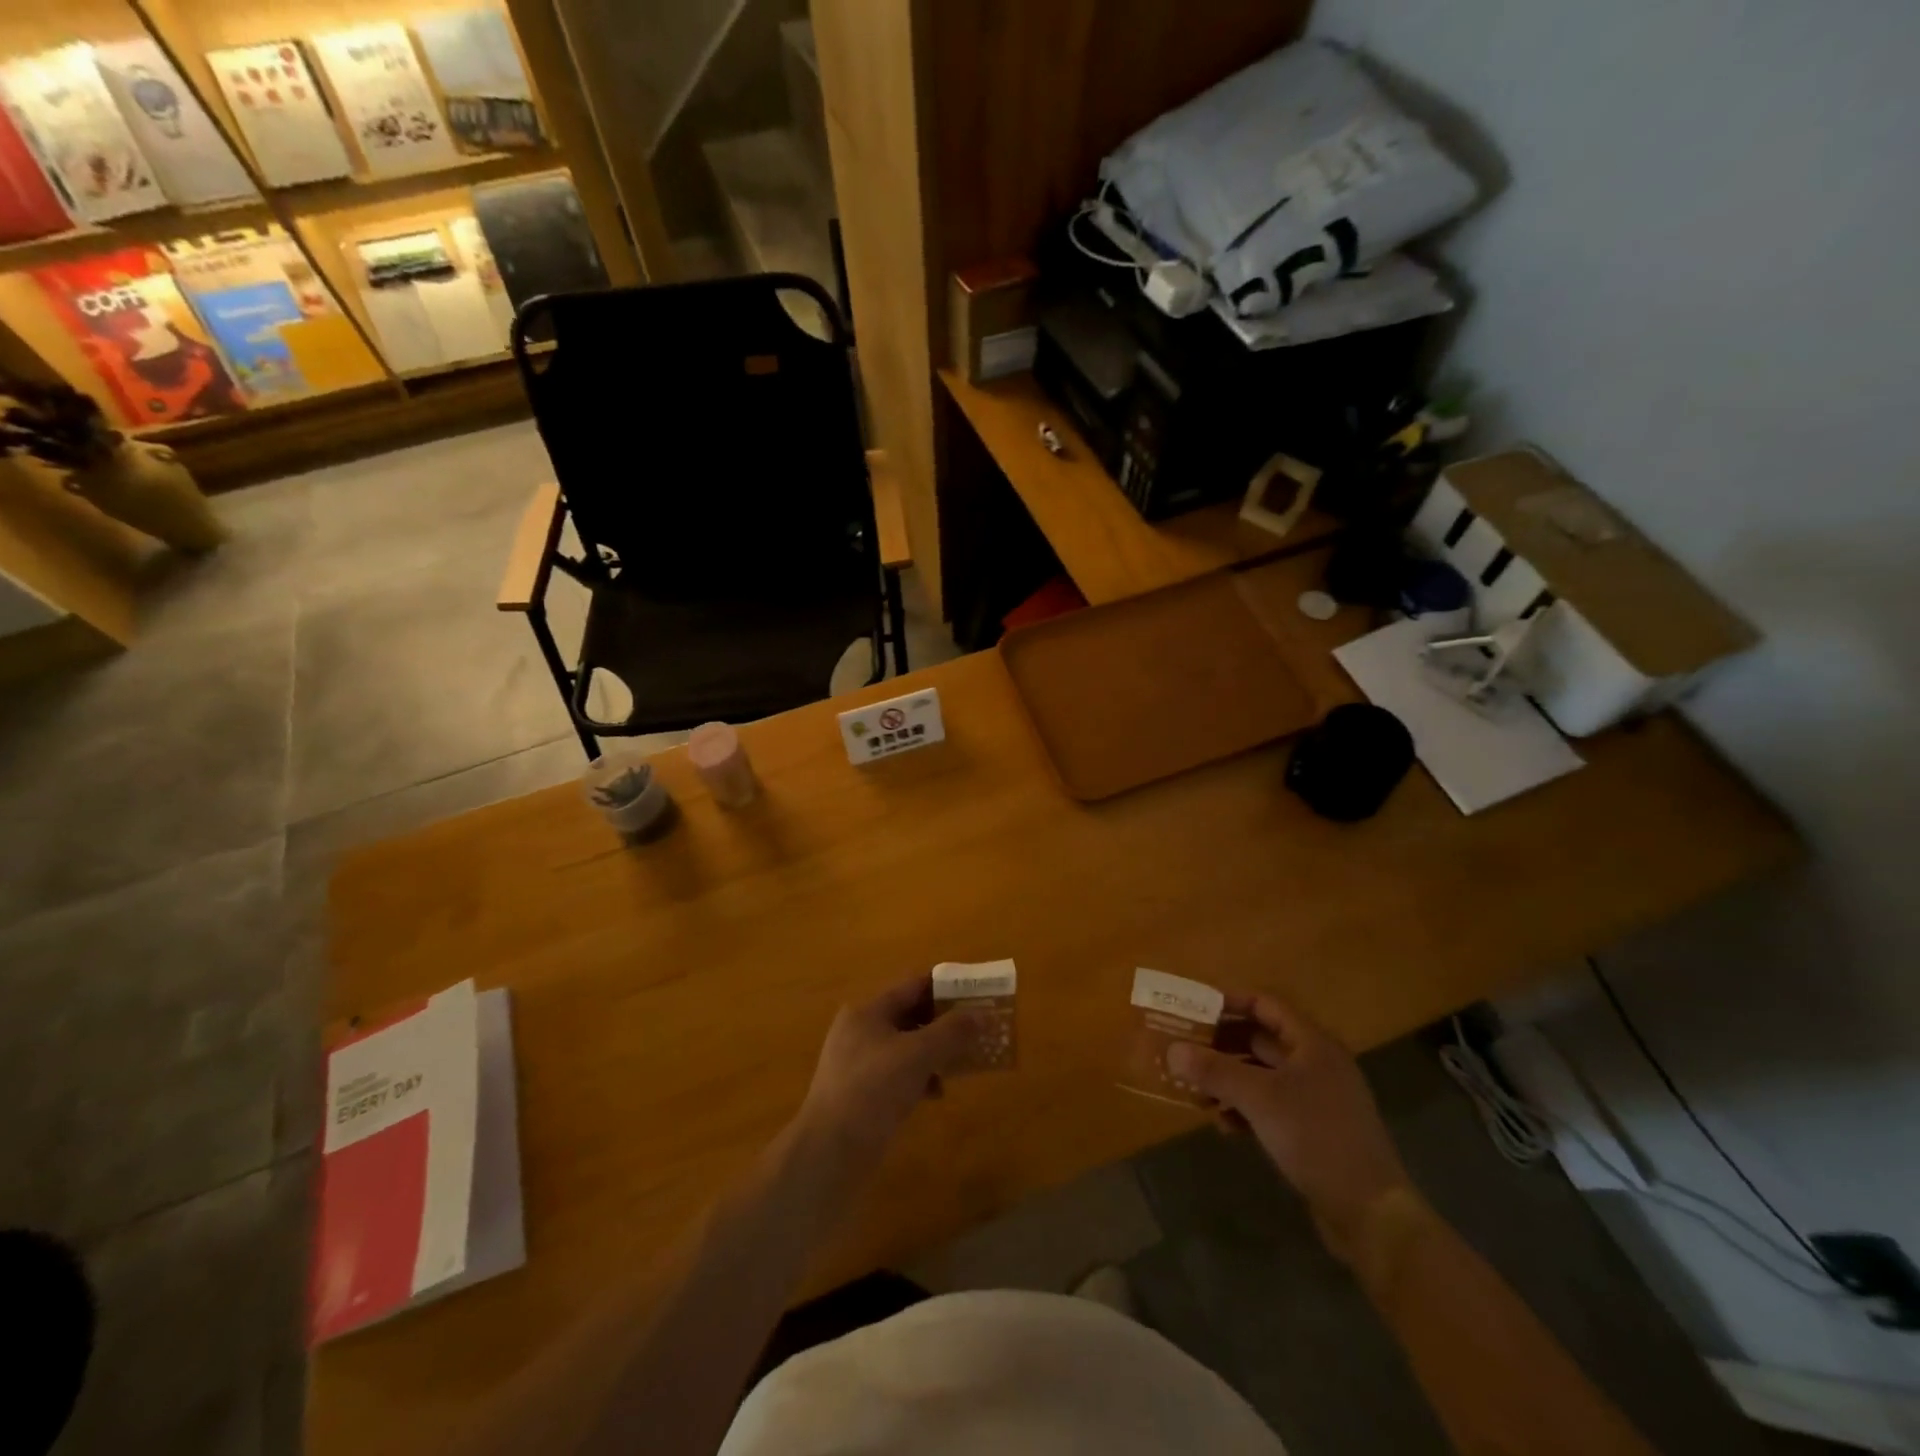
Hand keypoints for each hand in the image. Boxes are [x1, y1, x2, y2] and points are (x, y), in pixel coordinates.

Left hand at [795, 975, 983, 1183]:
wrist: (830, 1151)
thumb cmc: (873, 1090)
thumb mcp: (917, 1055)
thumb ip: (951, 1032)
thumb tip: (981, 1015)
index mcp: (868, 1012)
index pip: (913, 987)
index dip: (946, 988)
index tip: (976, 995)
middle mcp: (860, 1031)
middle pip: (910, 1016)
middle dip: (943, 1024)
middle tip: (976, 1031)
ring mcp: (858, 1063)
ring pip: (905, 1048)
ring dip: (934, 1053)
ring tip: (961, 1065)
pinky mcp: (860, 1093)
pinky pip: (897, 1074)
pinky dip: (919, 1078)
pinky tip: (935, 1094)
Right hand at [1168, 993, 1411, 1262]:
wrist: (1371, 1213)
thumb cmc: (1315, 1137)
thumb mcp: (1259, 1099)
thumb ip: (1214, 1071)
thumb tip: (1172, 1050)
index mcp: (1312, 1044)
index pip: (1265, 1004)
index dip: (1229, 1001)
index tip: (1194, 1007)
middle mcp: (1317, 1064)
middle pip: (1261, 1039)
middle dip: (1221, 1044)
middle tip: (1185, 1048)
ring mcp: (1317, 1099)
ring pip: (1263, 1075)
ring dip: (1229, 1080)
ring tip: (1196, 1090)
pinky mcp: (1314, 1131)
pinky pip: (1270, 1106)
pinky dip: (1245, 1109)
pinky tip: (1223, 1125)